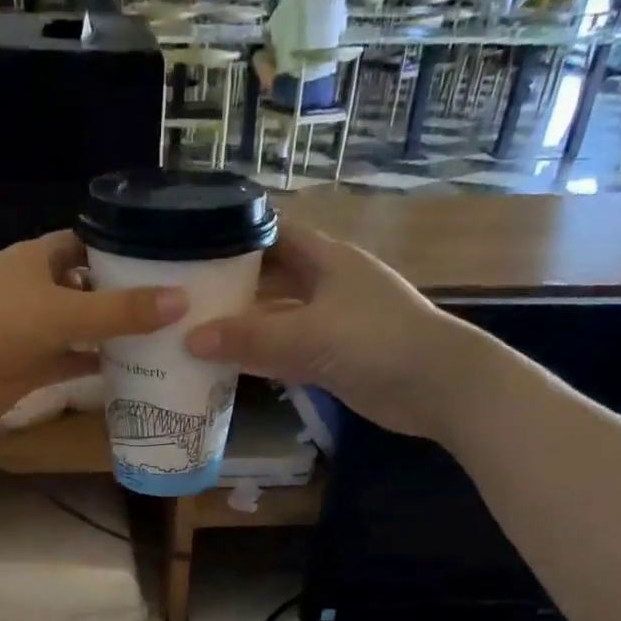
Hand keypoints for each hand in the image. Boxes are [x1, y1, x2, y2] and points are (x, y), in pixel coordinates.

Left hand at [0, 232, 186, 434]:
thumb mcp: (66, 312)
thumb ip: (121, 310)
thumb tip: (181, 300)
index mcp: (37, 259)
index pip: (85, 244)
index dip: (119, 249)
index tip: (160, 260)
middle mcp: (35, 290)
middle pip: (87, 288)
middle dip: (122, 296)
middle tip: (171, 304)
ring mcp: (31, 330)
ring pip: (80, 328)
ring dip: (111, 335)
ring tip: (161, 338)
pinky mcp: (30, 367)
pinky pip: (70, 363)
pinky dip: (95, 367)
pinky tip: (131, 372)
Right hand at [184, 223, 477, 440]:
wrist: (436, 387)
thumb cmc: (376, 341)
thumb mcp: (308, 335)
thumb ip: (249, 338)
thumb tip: (190, 340)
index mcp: (327, 260)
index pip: (276, 234)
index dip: (238, 236)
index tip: (196, 247)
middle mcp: (327, 286)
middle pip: (271, 279)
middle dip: (233, 287)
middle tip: (184, 298)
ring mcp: (331, 324)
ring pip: (277, 320)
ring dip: (244, 327)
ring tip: (193, 333)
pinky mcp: (333, 360)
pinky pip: (286, 353)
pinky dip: (260, 359)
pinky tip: (227, 368)